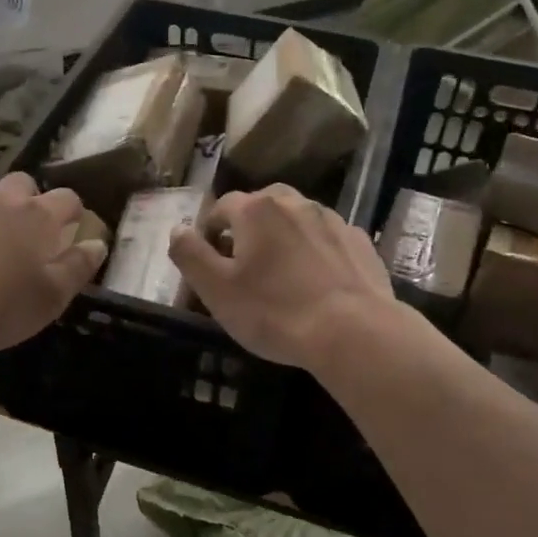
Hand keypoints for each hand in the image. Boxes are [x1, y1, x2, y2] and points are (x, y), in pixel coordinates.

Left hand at [0, 173, 105, 353]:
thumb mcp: (50, 297)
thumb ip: (77, 268)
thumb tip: (97, 243)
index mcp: (39, 217)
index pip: (67, 198)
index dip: (75, 212)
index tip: (76, 229)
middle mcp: (3, 202)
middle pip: (24, 184)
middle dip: (33, 200)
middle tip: (34, 233)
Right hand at [168, 185, 393, 368]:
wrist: (353, 333)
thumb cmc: (274, 312)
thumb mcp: (216, 290)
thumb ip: (190, 254)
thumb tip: (177, 229)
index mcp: (256, 210)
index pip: (221, 207)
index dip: (210, 232)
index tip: (210, 262)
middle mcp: (295, 203)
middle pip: (261, 206)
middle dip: (248, 229)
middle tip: (244, 266)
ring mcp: (332, 220)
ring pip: (297, 220)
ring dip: (284, 238)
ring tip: (282, 275)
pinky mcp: (360, 242)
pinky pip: (327, 239)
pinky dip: (316, 252)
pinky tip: (317, 282)